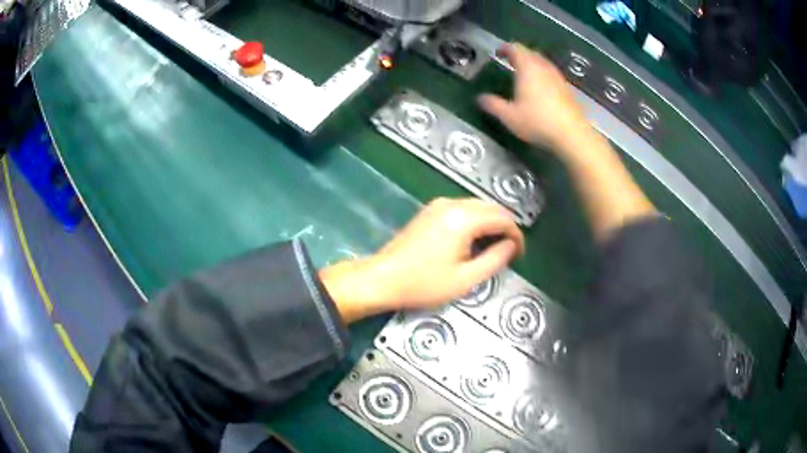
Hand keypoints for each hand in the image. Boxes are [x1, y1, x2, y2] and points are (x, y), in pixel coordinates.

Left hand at [321, 198, 524, 322]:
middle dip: (504, 227)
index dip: (516, 235)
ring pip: (477, 206)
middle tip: (508, 252)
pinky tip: (472, 240)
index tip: (519, 254)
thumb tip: (511, 246)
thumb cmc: (424, 283)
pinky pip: (462, 208)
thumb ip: (495, 259)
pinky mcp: (429, 211)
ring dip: (490, 223)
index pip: (502, 218)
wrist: (383, 278)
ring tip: (492, 248)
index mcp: (463, 218)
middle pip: (491, 207)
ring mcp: (438, 205)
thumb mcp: (466, 279)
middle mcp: (452, 204)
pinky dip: (474, 220)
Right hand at [479, 43, 589, 153]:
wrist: (571, 134)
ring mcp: (558, 77)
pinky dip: (543, 76)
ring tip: (525, 74)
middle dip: (520, 55)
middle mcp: (543, 67)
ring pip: (543, 63)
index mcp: (527, 68)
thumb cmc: (537, 121)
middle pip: (531, 53)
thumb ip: (493, 105)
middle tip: (510, 62)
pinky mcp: (567, 89)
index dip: (505, 48)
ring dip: (533, 65)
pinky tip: (541, 89)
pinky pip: (552, 75)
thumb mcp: (509, 116)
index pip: (515, 48)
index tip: (498, 52)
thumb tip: (480, 99)